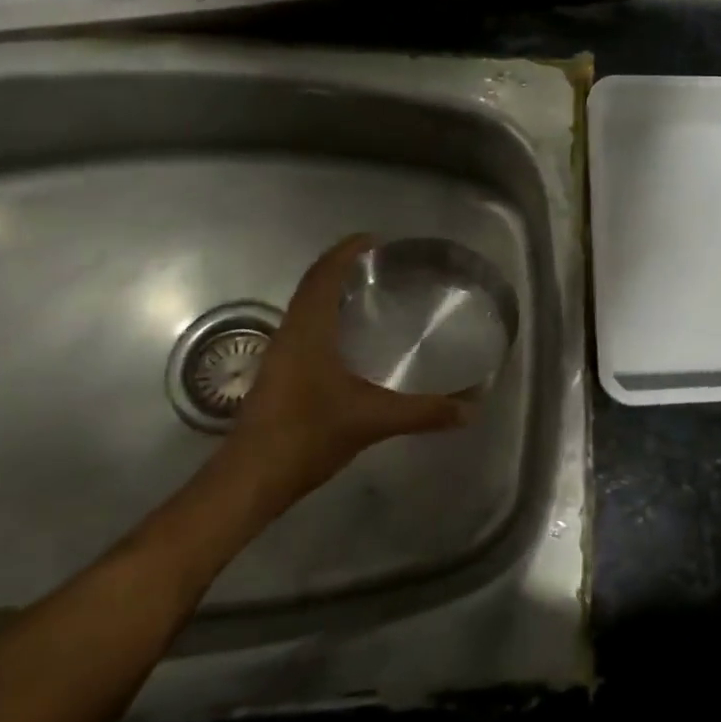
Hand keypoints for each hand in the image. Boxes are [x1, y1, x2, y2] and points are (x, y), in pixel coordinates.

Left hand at [222, 235, 470, 512]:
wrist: (249, 481)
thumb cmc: (307, 436)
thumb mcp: (373, 420)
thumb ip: (424, 412)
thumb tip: (471, 407)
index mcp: (308, 330)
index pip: (324, 274)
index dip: (346, 251)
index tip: (376, 240)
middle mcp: (291, 333)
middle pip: (314, 285)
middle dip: (343, 267)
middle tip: (382, 264)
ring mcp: (281, 354)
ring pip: (306, 307)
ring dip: (333, 291)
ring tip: (371, 293)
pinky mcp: (279, 374)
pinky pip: (305, 328)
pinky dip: (327, 317)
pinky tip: (351, 338)